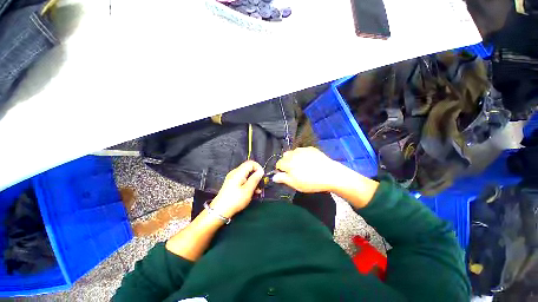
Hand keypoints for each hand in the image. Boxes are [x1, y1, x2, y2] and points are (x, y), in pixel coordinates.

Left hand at [210, 161, 263, 217]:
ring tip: (258, 191)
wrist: (220, 211)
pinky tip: (252, 192)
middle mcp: (235, 173)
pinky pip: (243, 180)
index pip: (250, 163)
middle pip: (249, 169)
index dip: (258, 167)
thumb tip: (261, 171)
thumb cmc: (235, 200)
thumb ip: (255, 179)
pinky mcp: (232, 184)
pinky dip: (248, 184)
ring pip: (246, 175)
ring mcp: (233, 178)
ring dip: (253, 181)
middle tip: (261, 185)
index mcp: (238, 172)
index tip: (262, 176)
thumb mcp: (248, 190)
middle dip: (256, 176)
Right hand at [273, 147, 342, 192]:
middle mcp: (293, 154)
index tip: (286, 175)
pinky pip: (302, 150)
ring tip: (302, 165)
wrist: (330, 174)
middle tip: (294, 170)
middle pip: (285, 156)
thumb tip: (273, 177)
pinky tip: (309, 161)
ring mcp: (303, 150)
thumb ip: (283, 179)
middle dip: (286, 162)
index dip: (280, 169)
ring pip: (293, 152)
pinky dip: (302, 155)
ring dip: (294, 157)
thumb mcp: (295, 184)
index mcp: (288, 163)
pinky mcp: (311, 148)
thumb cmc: (311, 182)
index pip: (279, 164)